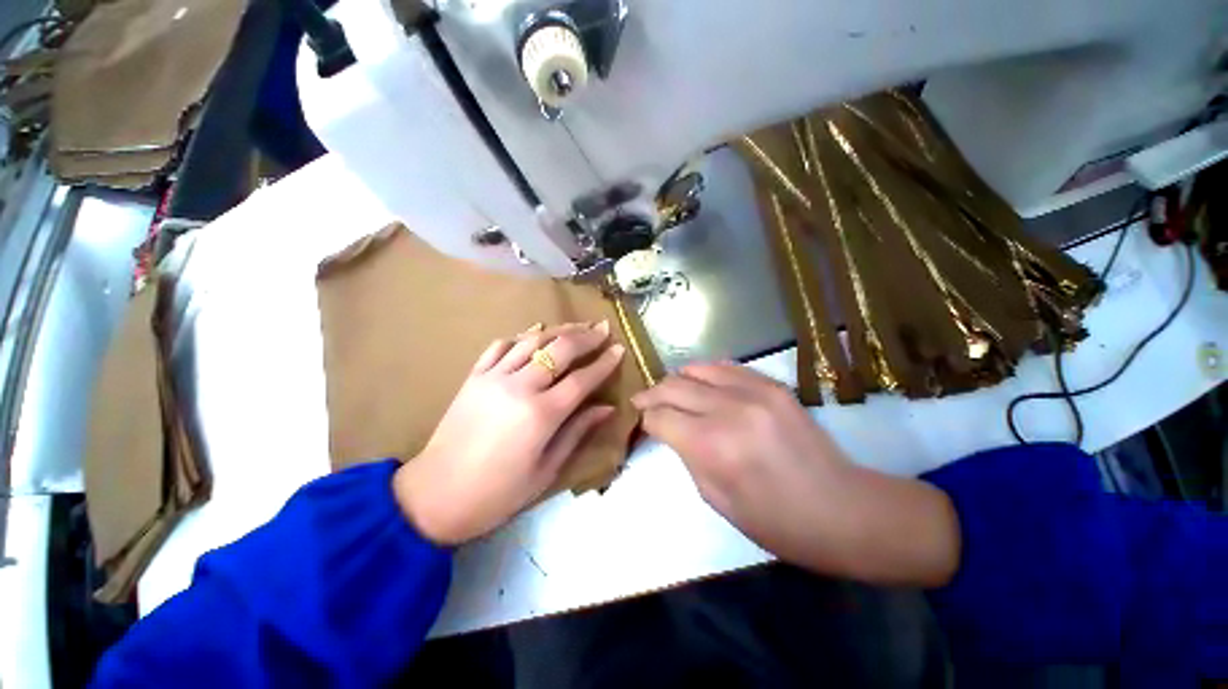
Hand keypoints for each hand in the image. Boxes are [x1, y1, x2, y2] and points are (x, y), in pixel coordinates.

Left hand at [393, 322, 624, 544]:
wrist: (435, 495)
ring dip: (558, 330)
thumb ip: (577, 432)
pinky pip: (501, 346)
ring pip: (532, 340)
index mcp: (541, 415)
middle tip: (603, 329)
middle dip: (586, 336)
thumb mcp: (547, 470)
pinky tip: (534, 337)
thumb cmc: (498, 493)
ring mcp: (493, 377)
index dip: (604, 363)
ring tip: (576, 326)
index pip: (582, 379)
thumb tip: (607, 408)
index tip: (619, 349)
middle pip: (560, 349)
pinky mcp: (474, 377)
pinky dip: (521, 337)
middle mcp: (520, 387)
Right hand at [632, 363, 959, 586]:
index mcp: (711, 445)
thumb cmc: (775, 521)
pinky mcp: (772, 384)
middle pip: (672, 386)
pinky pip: (725, 366)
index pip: (659, 416)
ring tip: (671, 392)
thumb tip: (670, 429)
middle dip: (652, 395)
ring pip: (695, 369)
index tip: (641, 423)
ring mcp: (753, 390)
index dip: (645, 419)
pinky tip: (702, 384)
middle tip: (645, 403)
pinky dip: (705, 373)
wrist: (843, 509)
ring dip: (677, 380)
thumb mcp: (716, 498)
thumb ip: (686, 455)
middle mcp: (728, 408)